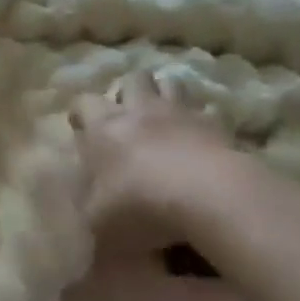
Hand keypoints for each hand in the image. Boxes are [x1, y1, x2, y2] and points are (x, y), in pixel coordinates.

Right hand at [69, 74, 242, 255]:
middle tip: (129, 117)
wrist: (211, 198)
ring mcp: (182, 115)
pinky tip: (202, 141)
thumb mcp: (99, 221)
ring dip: (166, 96)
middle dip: (129, 92)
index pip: (83, 102)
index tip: (82, 129)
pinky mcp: (218, 128)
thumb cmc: (141, 204)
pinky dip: (203, 122)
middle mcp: (141, 111)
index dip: (81, 113)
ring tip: (165, 119)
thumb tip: (89, 213)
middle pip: (133, 79)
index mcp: (104, 128)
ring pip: (172, 83)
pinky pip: (208, 113)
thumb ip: (90, 210)